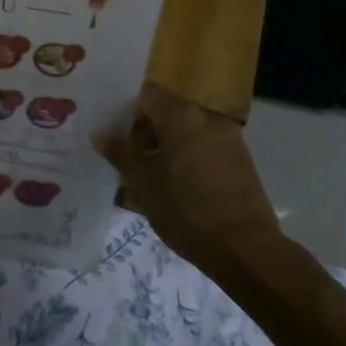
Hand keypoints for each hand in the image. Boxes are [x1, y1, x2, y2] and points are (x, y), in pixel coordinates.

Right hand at [96, 83, 284, 269]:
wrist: (245, 249)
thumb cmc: (185, 208)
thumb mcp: (142, 182)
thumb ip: (120, 152)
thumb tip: (100, 133)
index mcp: (182, 115)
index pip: (146, 96)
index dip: (126, 113)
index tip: (114, 137)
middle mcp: (207, 119)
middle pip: (167, 115)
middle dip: (144, 136)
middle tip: (126, 163)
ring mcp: (228, 141)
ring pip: (185, 136)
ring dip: (164, 152)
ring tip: (147, 183)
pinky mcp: (240, 164)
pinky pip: (203, 153)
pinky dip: (186, 164)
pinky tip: (174, 193)